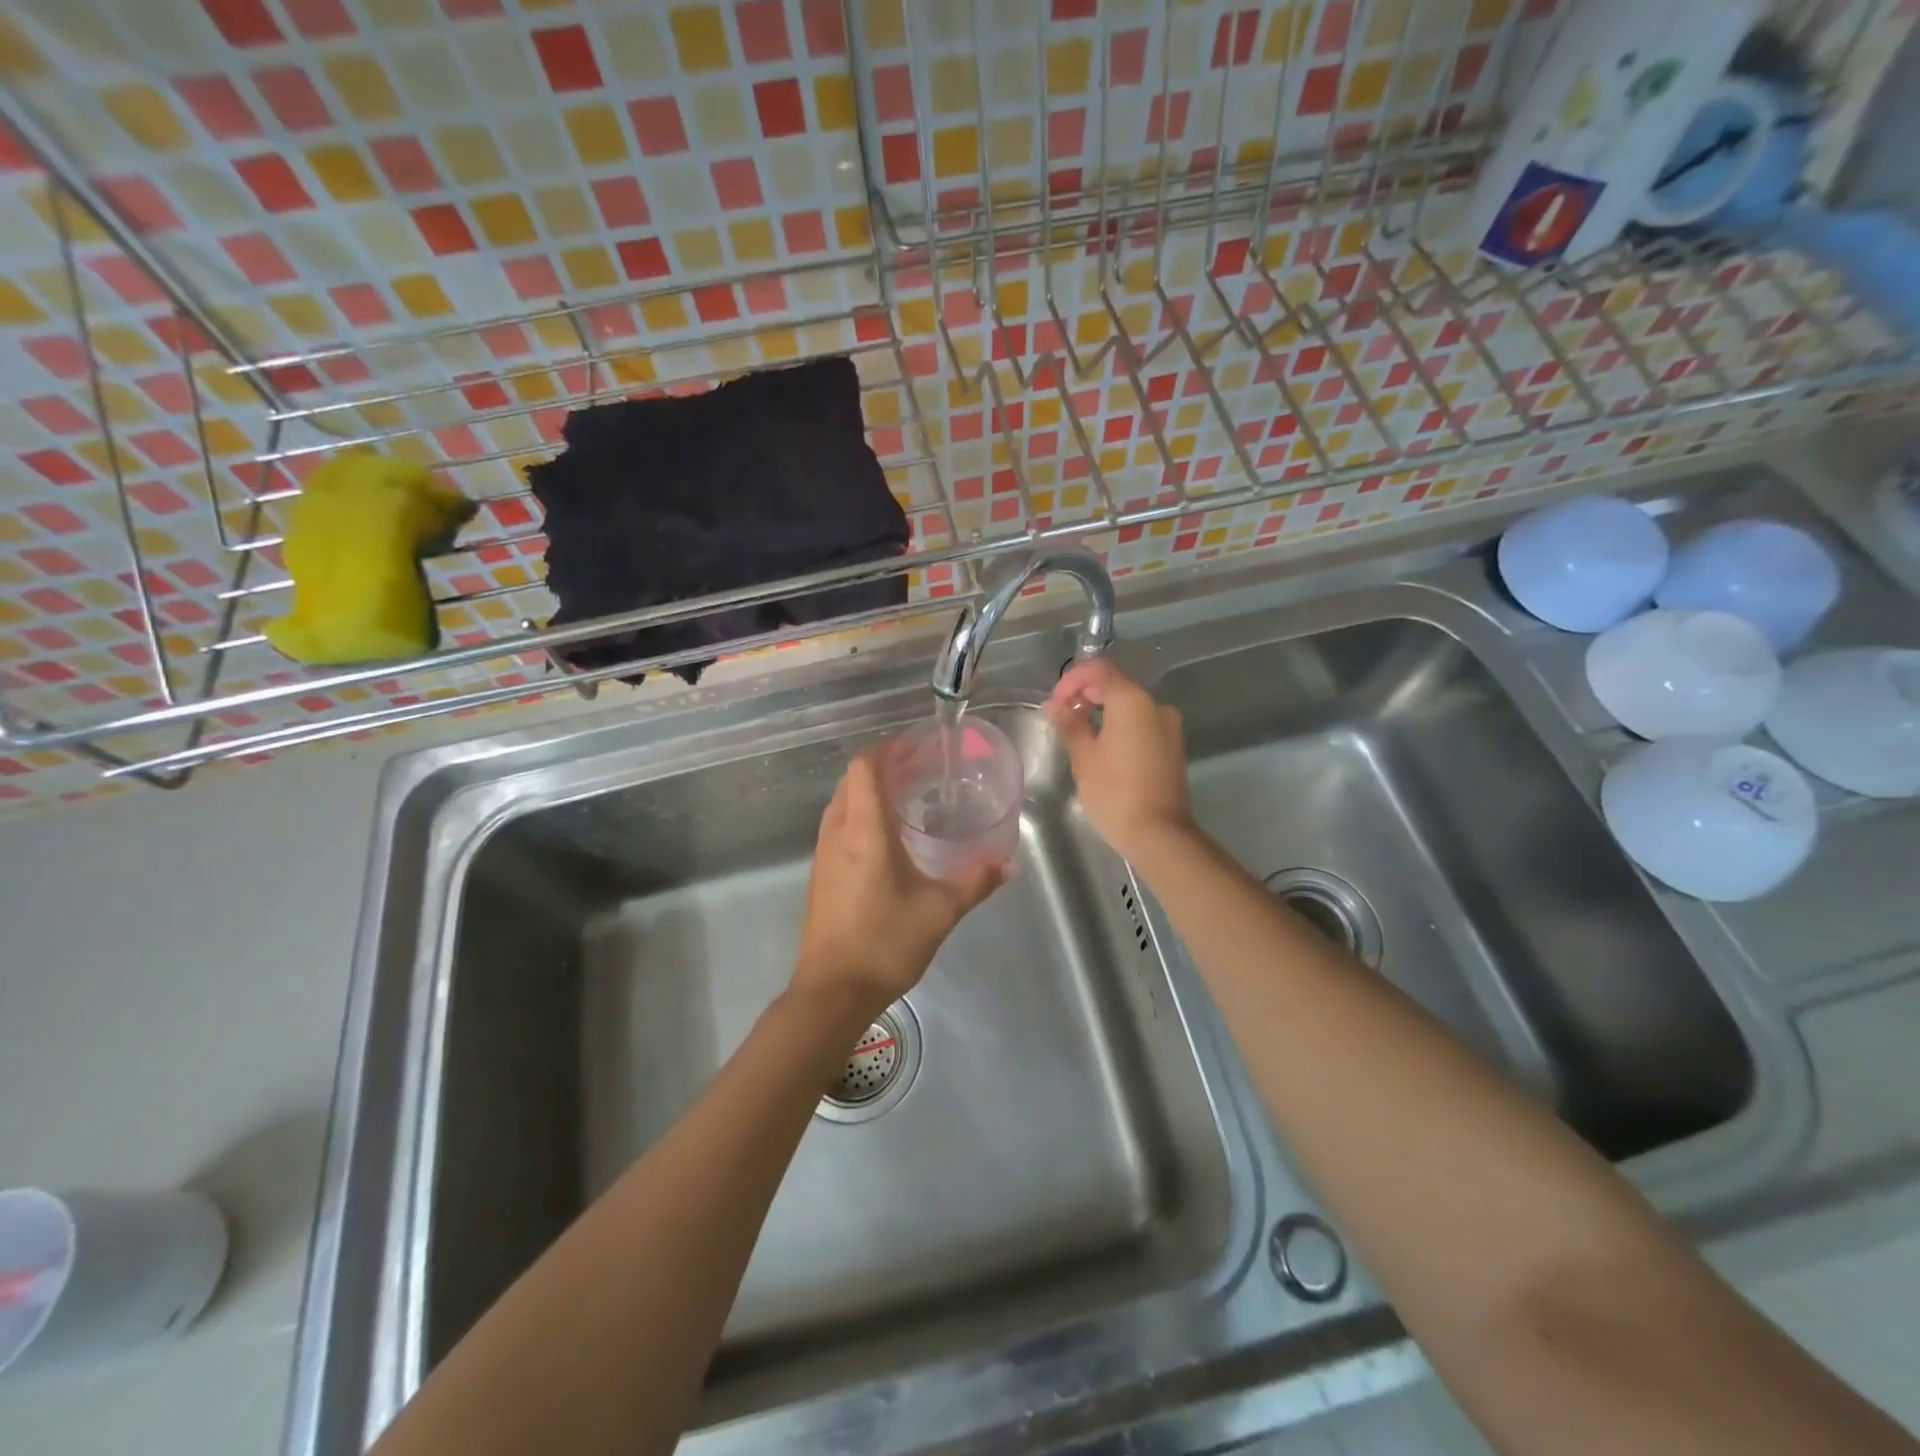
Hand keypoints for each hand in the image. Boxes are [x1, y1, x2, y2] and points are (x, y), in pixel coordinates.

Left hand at [793, 749, 1005, 1024]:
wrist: (832, 992)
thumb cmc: (885, 943)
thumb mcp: (940, 911)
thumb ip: (976, 881)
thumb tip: (1007, 863)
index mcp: (864, 830)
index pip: (864, 767)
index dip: (887, 749)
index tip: (916, 747)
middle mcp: (838, 833)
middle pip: (851, 781)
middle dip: (882, 768)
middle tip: (919, 772)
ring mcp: (823, 855)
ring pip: (841, 804)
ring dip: (867, 793)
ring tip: (906, 800)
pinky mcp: (820, 876)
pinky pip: (837, 828)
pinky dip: (858, 817)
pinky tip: (886, 840)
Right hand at [1046, 660, 1194, 862]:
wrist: (1159, 834)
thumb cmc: (1115, 793)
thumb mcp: (1084, 757)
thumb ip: (1070, 724)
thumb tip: (1055, 705)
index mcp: (1132, 701)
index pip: (1099, 670)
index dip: (1072, 680)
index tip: (1055, 703)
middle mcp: (1156, 705)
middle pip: (1117, 684)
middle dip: (1086, 693)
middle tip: (1062, 716)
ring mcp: (1169, 726)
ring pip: (1130, 705)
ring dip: (1103, 710)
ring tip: (1079, 732)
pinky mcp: (1173, 745)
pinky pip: (1142, 723)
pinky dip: (1120, 725)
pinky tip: (1103, 746)